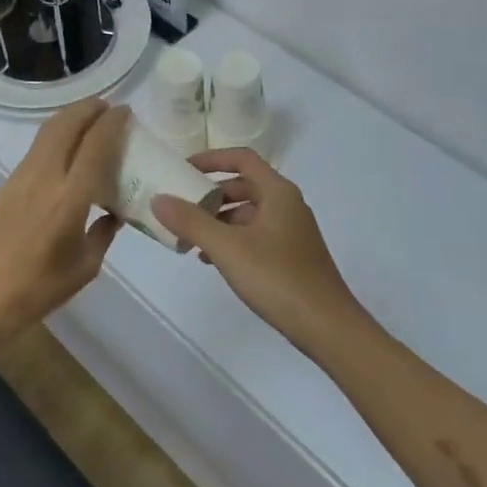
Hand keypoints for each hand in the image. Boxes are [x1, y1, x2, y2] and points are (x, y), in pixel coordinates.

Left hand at [0, 98, 129, 342]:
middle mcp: (45, 177)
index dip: (112, 123)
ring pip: (47, 131)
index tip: (126, 111)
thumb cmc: (42, 287)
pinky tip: (66, 150)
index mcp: (70, 198)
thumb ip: (104, 231)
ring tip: (89, 120)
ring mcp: (22, 177)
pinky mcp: (8, 183)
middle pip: (67, 124)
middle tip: (108, 108)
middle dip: (89, 109)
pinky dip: (56, 136)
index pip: (95, 145)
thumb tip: (115, 212)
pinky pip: (37, 148)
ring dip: (70, 118)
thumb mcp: (86, 265)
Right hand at [151, 149, 367, 359]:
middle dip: (209, 195)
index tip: (182, 169)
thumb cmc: (278, 278)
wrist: (328, 327)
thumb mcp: (228, 248)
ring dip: (218, 221)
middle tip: (180, 209)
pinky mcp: (291, 256)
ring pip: (247, 214)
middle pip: (243, 186)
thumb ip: (191, 222)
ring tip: (189, 240)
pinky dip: (231, 240)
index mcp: (278, 192)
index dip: (211, 159)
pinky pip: (254, 235)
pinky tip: (211, 260)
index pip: (242, 159)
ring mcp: (291, 231)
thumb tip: (158, 198)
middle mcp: (287, 205)